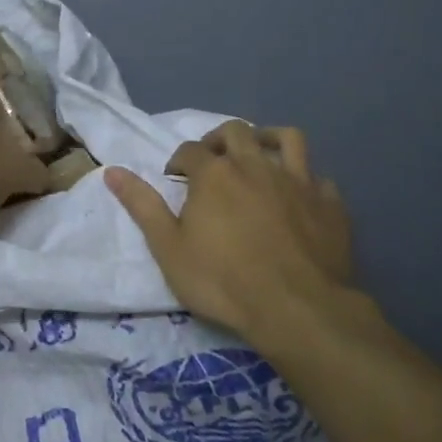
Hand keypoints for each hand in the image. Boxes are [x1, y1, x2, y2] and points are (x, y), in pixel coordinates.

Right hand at [104, 122, 361, 342]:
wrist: (296, 309)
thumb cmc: (222, 281)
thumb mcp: (168, 248)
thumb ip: (142, 206)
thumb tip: (112, 171)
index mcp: (214, 174)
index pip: (189, 150)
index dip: (178, 161)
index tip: (175, 180)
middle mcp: (255, 165)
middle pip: (235, 132)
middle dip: (219, 140)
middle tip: (212, 162)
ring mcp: (297, 181)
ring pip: (286, 138)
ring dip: (267, 139)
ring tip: (258, 155)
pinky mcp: (329, 203)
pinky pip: (318, 177)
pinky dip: (305, 180)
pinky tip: (298, 196)